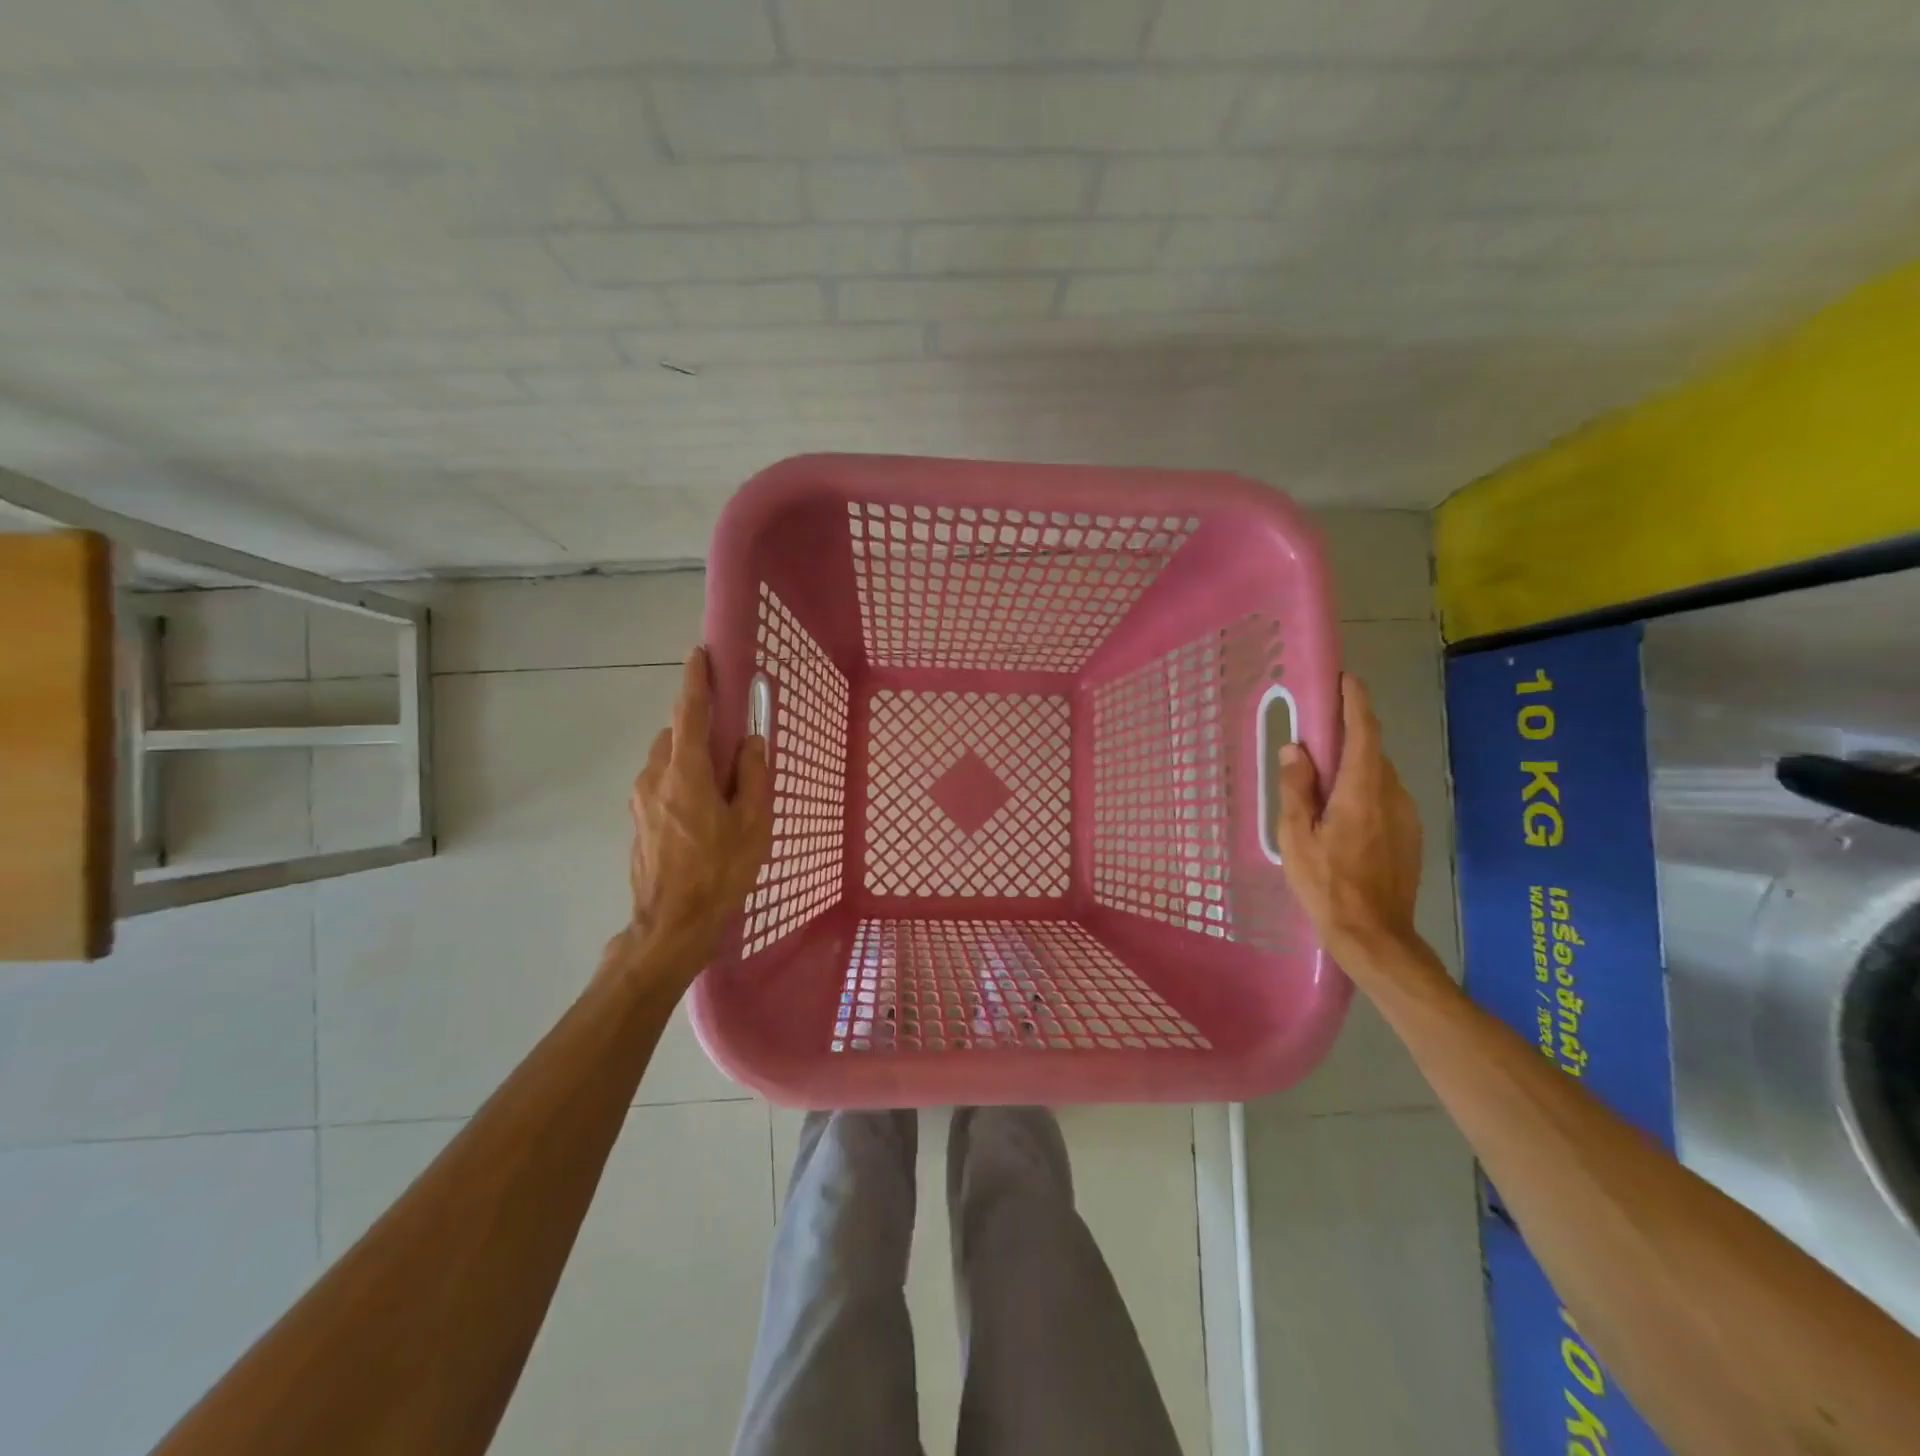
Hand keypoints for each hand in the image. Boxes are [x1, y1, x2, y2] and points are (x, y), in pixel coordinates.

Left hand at [616, 647, 770, 973]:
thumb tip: (750, 741)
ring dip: (689, 757)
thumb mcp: (752, 823)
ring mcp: (640, 800)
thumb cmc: (720, 871)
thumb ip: (752, 775)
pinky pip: (660, 783)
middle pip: (675, 734)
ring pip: (665, 760)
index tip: (699, 654)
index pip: (688, 712)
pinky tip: (702, 812)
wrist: (671, 924)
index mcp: (685, 772)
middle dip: (698, 727)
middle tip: (728, 743)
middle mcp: (654, 777)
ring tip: (720, 786)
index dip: (695, 680)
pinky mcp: (637, 821)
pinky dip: (680, 780)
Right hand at [1276, 674, 1423, 959]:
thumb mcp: (1296, 836)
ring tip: (1321, 787)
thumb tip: (1295, 748)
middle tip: (1313, 742)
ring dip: (1353, 769)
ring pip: (1377, 776)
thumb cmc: (1326, 884)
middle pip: (1370, 752)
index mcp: (1361, 792)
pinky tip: (1341, 817)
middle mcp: (1392, 795)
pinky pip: (1385, 797)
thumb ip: (1295, 788)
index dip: (1355, 702)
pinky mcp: (1411, 834)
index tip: (1344, 679)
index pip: (1364, 732)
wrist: (1374, 934)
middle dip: (1346, 738)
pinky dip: (1363, 791)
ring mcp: (1406, 815)